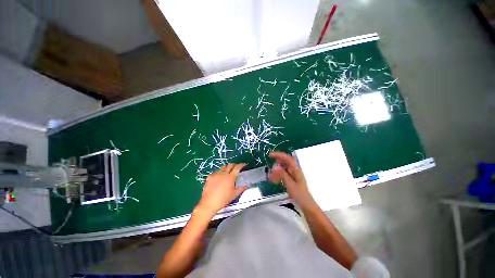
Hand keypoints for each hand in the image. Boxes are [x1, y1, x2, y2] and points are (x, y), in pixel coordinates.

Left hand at [196, 163, 247, 215]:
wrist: (209, 203)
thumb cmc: (223, 199)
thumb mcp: (234, 195)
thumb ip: (241, 189)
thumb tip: (246, 185)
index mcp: (231, 177)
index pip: (237, 167)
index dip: (241, 165)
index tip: (244, 164)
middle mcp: (223, 173)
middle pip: (230, 165)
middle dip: (234, 165)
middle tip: (236, 168)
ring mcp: (216, 174)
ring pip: (223, 167)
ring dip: (227, 168)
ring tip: (228, 172)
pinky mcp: (210, 176)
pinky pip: (216, 172)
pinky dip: (219, 173)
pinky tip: (219, 178)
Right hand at [269, 152, 314, 207]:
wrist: (306, 205)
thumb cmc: (299, 195)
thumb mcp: (290, 184)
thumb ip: (283, 174)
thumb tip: (275, 166)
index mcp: (296, 170)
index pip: (287, 158)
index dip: (279, 155)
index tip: (270, 155)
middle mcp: (295, 170)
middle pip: (285, 162)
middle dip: (277, 163)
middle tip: (271, 168)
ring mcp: (293, 174)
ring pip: (283, 168)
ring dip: (276, 170)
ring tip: (271, 177)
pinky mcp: (292, 179)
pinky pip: (283, 173)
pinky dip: (278, 175)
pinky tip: (275, 180)